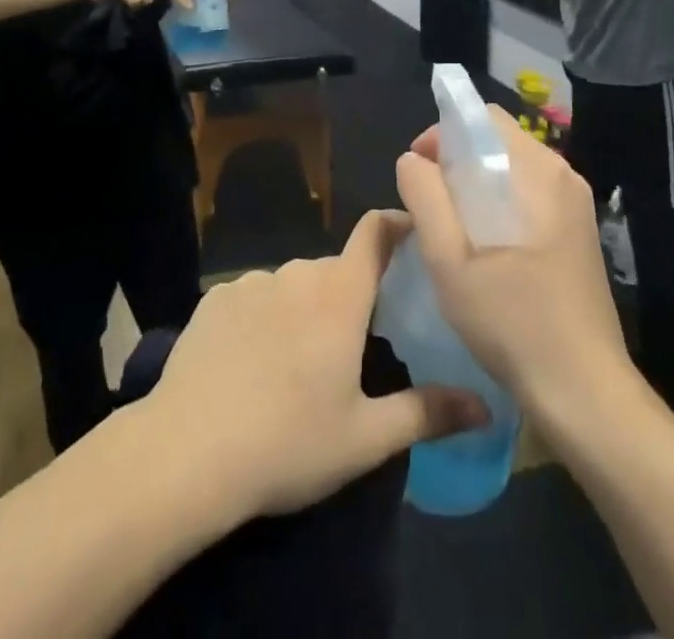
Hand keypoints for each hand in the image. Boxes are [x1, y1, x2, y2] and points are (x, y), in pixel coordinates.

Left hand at [146, 212, 485, 519]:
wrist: (189, 450)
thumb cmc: (289, 442)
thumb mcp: (366, 438)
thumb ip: (427, 413)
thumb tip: (484, 406)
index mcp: (339, 294)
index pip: (374, 232)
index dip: (395, 223)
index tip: (412, 233)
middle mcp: (296, 273)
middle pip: (335, 271)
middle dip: (349, 298)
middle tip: (353, 348)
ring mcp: (250, 282)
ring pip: (292, 286)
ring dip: (303, 311)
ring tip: (296, 368)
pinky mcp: (214, 298)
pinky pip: (253, 298)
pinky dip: (262, 320)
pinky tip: (250, 367)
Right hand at [397, 109, 632, 414]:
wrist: (585, 394)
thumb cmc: (512, 322)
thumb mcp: (449, 259)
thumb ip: (425, 197)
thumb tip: (412, 160)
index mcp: (537, 171)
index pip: (482, 118)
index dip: (442, 135)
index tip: (418, 173)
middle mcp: (562, 176)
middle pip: (497, 141)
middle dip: (455, 162)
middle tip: (429, 204)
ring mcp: (575, 205)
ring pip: (510, 169)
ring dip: (474, 185)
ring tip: (450, 228)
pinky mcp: (578, 232)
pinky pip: (527, 195)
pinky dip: (497, 204)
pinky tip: (483, 247)